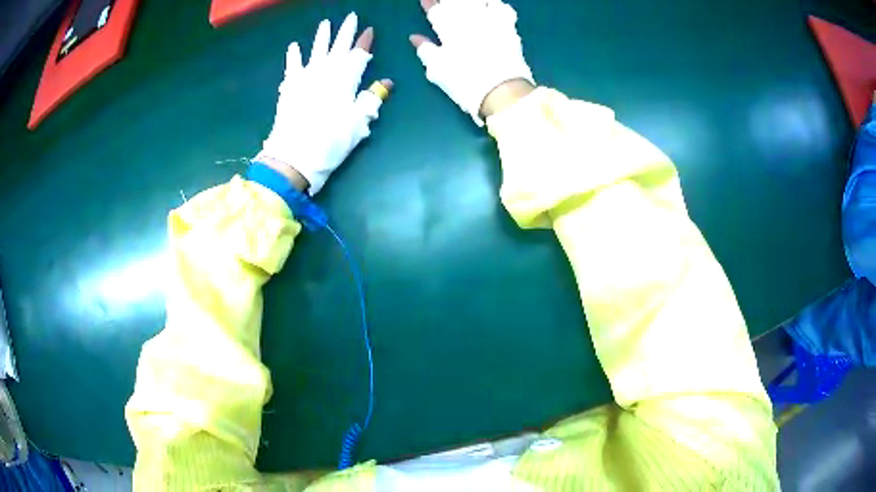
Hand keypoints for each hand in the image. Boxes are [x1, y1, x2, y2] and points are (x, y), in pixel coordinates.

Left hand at [258, 13, 391, 194]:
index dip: (364, 43)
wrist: (293, 158)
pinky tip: (294, 46)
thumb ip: (371, 100)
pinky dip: (293, 56)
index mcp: (345, 81)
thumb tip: (386, 83)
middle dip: (345, 32)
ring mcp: (305, 79)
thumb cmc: (330, 143)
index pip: (358, 56)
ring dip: (321, 37)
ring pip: (316, 51)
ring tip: (325, 23)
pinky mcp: (289, 88)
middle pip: (337, 48)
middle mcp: (326, 73)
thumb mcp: (358, 125)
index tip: (369, 30)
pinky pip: (292, 67)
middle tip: (350, 17)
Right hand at [410, 0, 533, 124]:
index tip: (427, 1)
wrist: (502, 91)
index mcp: (448, 28)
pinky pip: (504, 8)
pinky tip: (493, 6)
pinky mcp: (510, 28)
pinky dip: (497, 5)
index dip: (431, 4)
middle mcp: (470, 19)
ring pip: (480, 0)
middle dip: (450, 1)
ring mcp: (492, 21)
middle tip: (447, 3)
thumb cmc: (465, 82)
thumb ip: (426, 50)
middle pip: (458, 1)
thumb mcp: (438, 70)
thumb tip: (415, 38)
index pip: (436, 10)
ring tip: (469, 4)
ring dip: (474, 1)